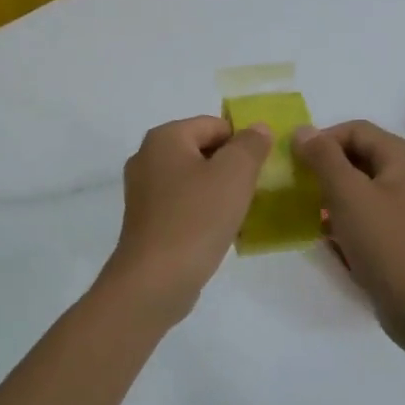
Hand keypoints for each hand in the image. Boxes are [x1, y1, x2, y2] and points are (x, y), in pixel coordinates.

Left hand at [100, 116, 272, 324]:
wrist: (155, 280)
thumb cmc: (196, 218)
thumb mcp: (235, 174)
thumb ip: (251, 145)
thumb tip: (258, 128)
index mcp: (164, 137)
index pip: (215, 125)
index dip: (243, 143)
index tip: (261, 170)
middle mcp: (147, 157)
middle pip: (203, 150)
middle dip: (231, 167)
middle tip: (253, 191)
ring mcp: (143, 191)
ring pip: (194, 179)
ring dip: (219, 191)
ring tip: (239, 213)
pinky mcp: (146, 220)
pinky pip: (183, 204)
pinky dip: (203, 211)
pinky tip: (219, 231)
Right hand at [292, 120, 404, 348]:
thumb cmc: (384, 242)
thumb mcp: (347, 194)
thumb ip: (323, 157)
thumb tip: (302, 130)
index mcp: (403, 157)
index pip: (354, 130)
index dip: (322, 140)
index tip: (295, 162)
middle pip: (358, 156)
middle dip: (325, 167)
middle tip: (297, 185)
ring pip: (359, 186)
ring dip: (331, 193)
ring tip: (306, 209)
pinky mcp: (399, 233)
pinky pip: (366, 212)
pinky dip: (344, 216)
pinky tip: (325, 234)